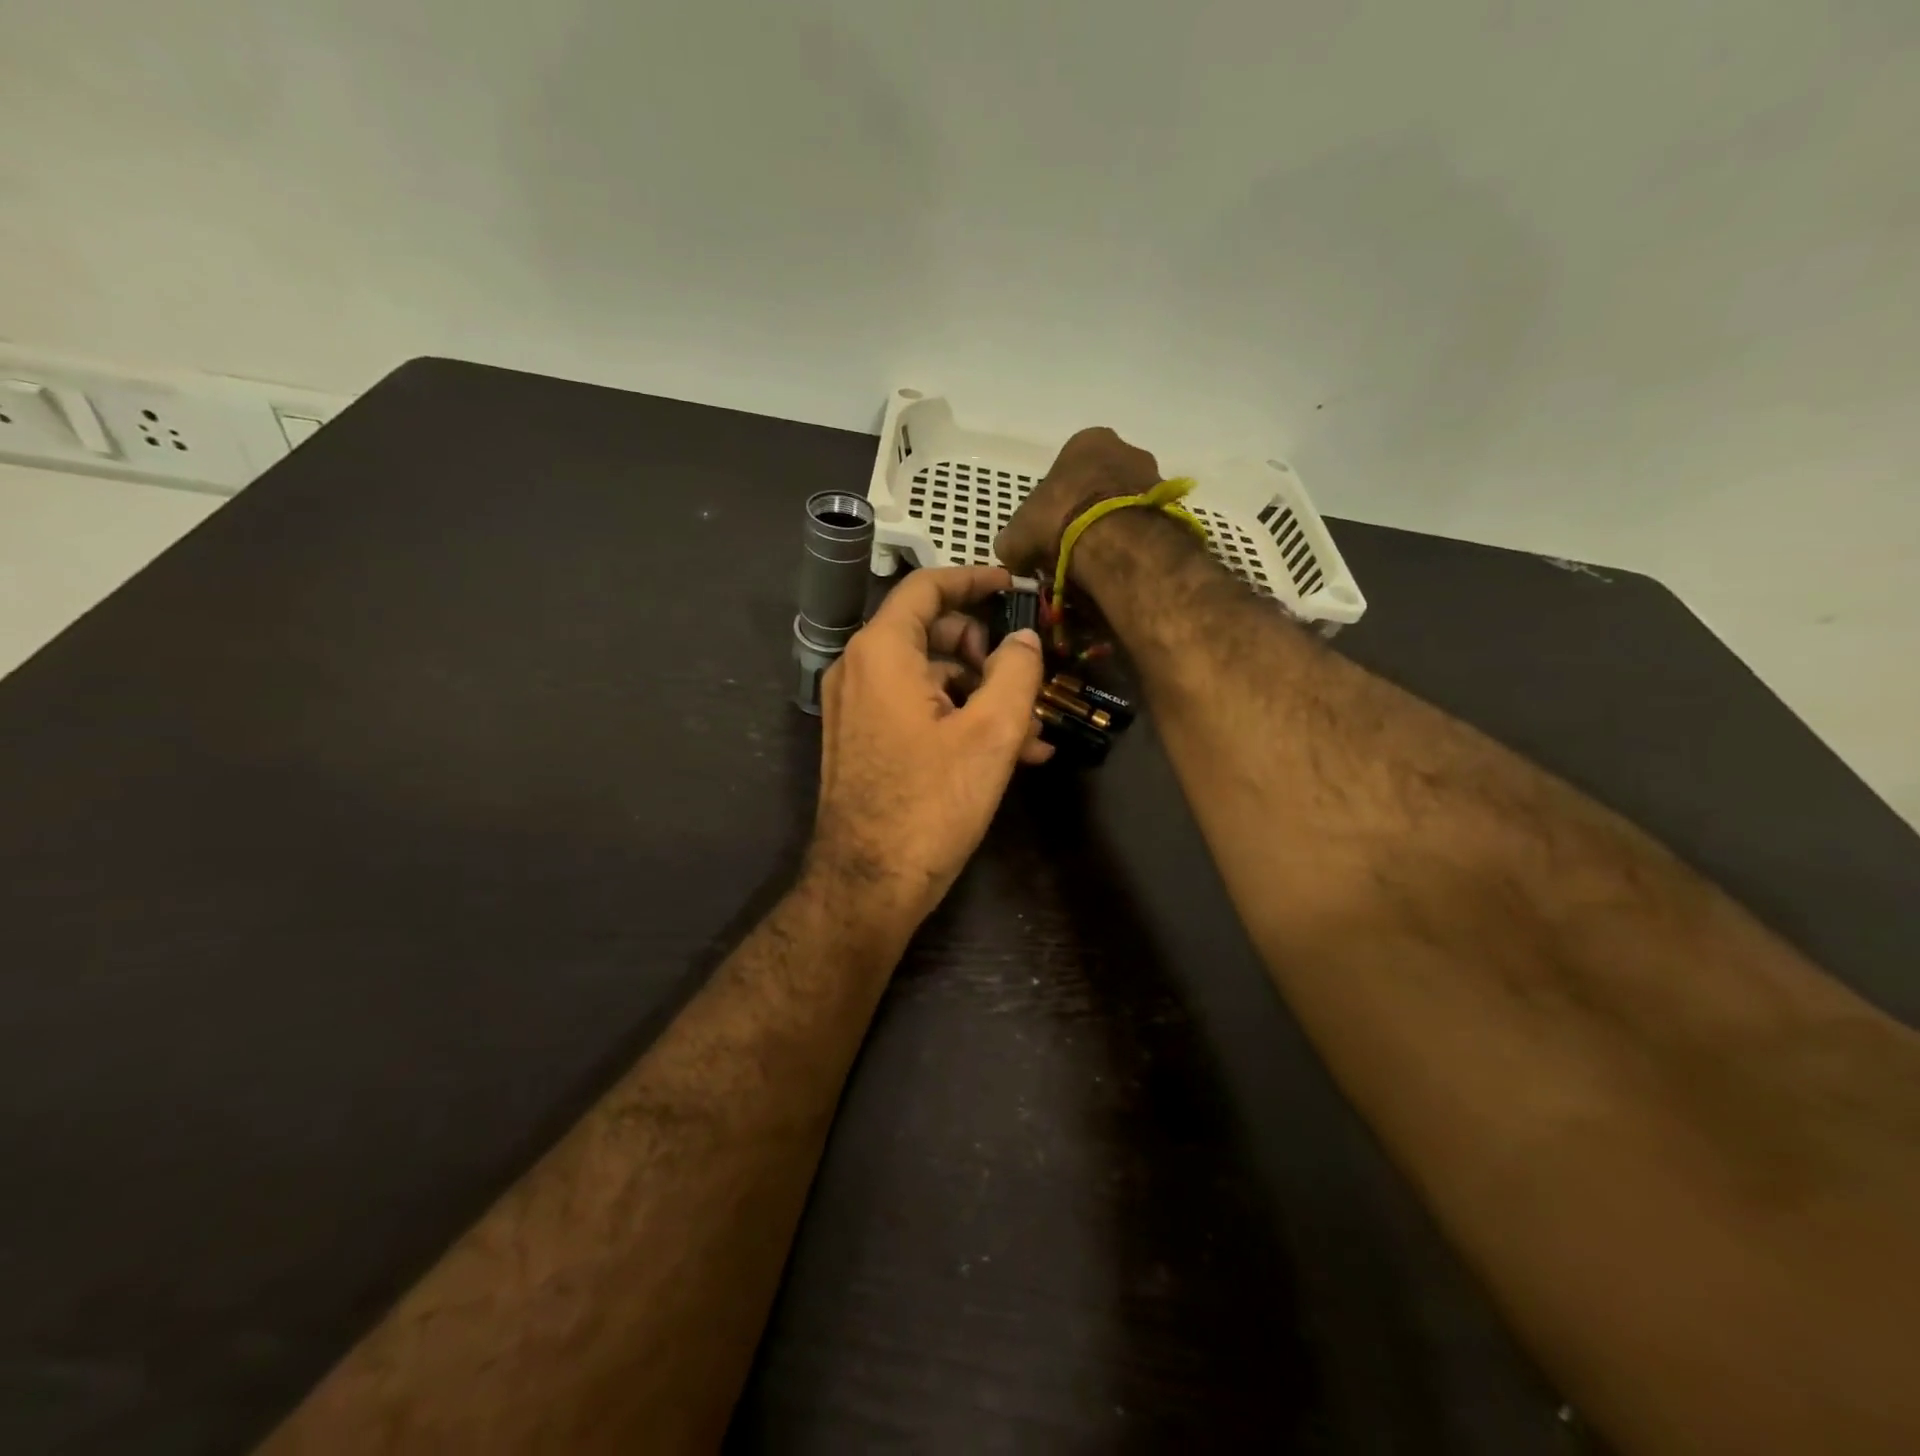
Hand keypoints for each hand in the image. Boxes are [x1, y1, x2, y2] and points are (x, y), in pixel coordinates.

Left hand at [808, 565, 1049, 923]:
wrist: (868, 883)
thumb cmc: (931, 803)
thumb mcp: (991, 734)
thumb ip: (1016, 672)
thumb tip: (1023, 639)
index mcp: (882, 653)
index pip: (926, 588)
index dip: (972, 579)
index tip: (1011, 586)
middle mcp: (859, 670)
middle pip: (930, 632)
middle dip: (986, 651)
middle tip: (1027, 677)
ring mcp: (856, 708)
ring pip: (928, 677)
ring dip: (981, 694)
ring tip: (1032, 732)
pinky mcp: (863, 740)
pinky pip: (915, 709)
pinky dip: (956, 718)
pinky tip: (1006, 753)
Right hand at [994, 427, 1162, 578]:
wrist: (1116, 542)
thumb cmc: (1059, 522)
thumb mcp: (1016, 536)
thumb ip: (1013, 541)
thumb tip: (1014, 554)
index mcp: (1086, 442)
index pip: (1065, 471)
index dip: (1054, 504)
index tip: (1048, 533)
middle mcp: (1125, 449)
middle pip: (1100, 485)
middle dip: (1087, 514)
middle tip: (1072, 549)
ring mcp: (1155, 476)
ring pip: (1125, 506)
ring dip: (1112, 530)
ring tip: (1097, 563)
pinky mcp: (1172, 508)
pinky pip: (1145, 526)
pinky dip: (1133, 544)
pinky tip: (1119, 566)